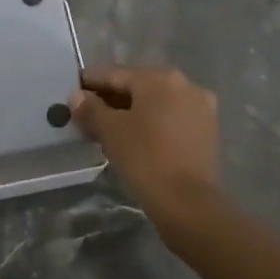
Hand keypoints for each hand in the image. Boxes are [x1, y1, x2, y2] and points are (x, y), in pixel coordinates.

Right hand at [72, 66, 223, 236]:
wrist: (188, 203)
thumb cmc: (145, 159)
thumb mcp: (110, 131)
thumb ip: (91, 109)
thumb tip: (77, 96)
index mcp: (159, 78)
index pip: (115, 74)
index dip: (90, 82)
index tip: (72, 89)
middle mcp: (184, 84)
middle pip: (137, 87)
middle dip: (111, 99)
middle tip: (86, 113)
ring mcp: (200, 107)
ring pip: (155, 103)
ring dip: (131, 112)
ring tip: (106, 128)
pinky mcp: (207, 130)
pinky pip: (171, 118)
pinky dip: (151, 123)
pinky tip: (134, 138)